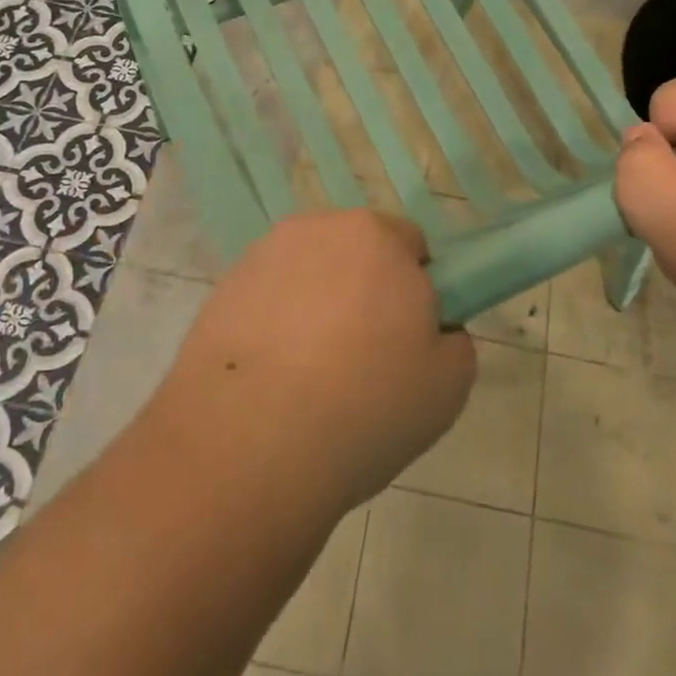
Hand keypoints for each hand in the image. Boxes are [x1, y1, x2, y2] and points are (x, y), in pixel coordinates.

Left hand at [153, 210, 475, 517]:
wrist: (250, 444)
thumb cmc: (366, 404)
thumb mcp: (448, 385)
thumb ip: (453, 341)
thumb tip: (431, 332)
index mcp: (377, 237)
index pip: (410, 244)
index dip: (416, 289)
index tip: (407, 338)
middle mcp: (318, 230)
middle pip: (355, 254)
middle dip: (363, 290)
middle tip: (364, 357)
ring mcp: (263, 257)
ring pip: (308, 275)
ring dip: (317, 304)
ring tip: (311, 374)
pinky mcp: (222, 290)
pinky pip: (267, 299)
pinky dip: (275, 323)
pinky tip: (273, 378)